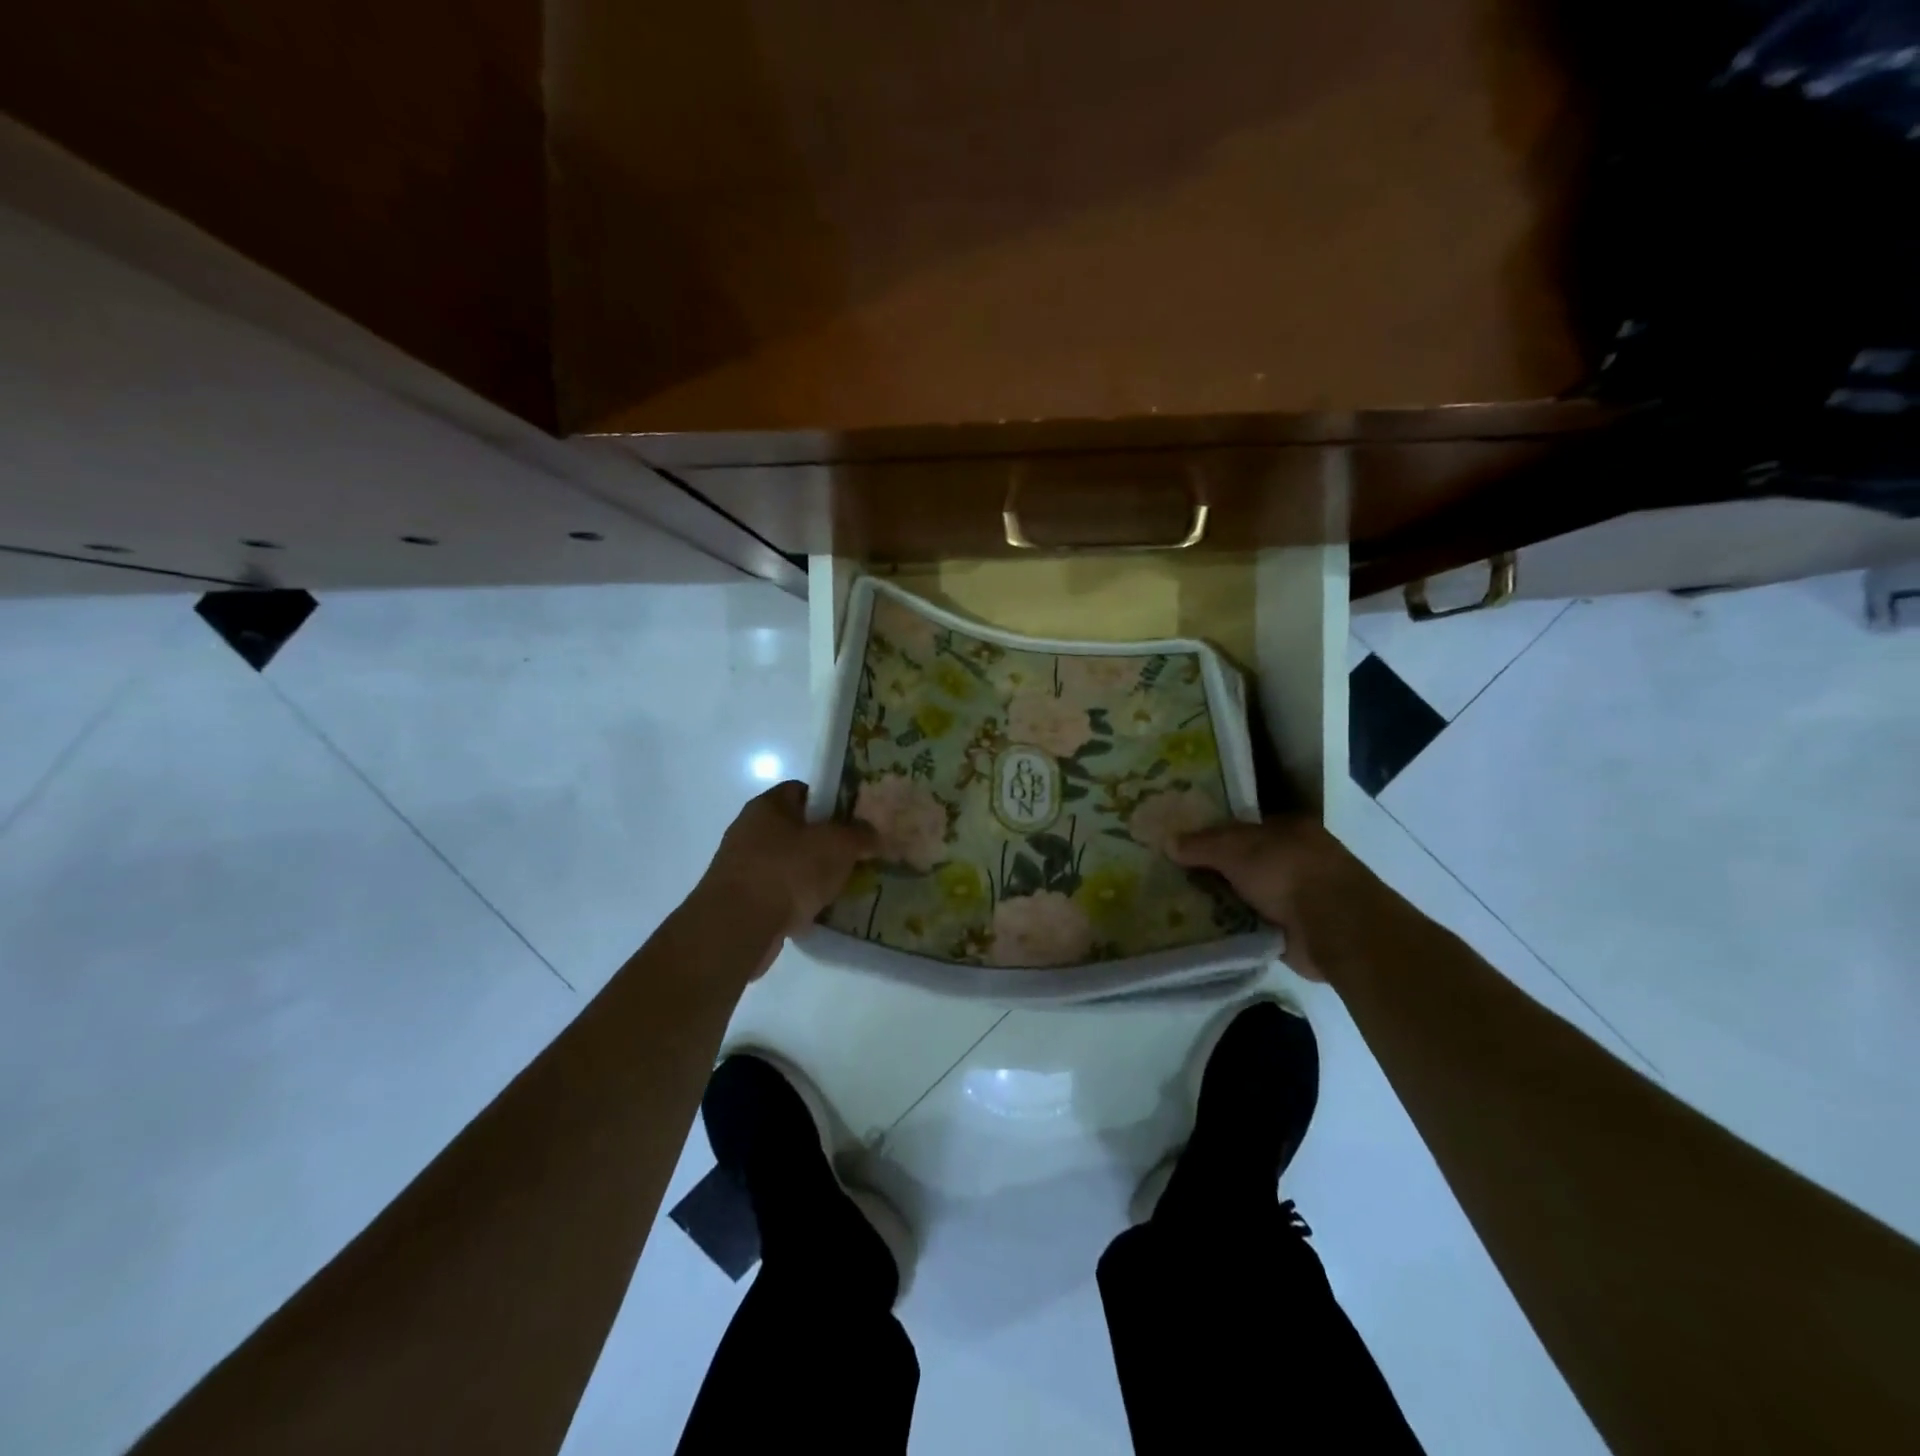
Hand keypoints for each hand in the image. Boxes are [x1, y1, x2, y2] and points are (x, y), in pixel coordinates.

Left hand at [699, 782, 876, 974]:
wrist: (738, 926)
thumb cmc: (788, 870)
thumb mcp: (837, 845)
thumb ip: (860, 834)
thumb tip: (872, 834)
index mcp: (768, 805)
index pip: (802, 790)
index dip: (831, 801)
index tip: (855, 819)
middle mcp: (750, 830)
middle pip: (797, 829)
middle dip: (826, 842)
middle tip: (855, 854)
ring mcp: (743, 866)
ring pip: (789, 863)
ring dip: (813, 874)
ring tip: (844, 886)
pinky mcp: (742, 900)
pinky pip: (780, 893)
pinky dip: (798, 901)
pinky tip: (820, 912)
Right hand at [1171, 817, 1368, 982]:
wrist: (1335, 926)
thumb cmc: (1287, 871)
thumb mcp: (1235, 849)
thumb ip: (1201, 845)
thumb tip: (1168, 842)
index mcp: (1288, 829)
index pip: (1242, 828)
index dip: (1210, 836)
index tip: (1179, 846)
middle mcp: (1294, 859)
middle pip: (1242, 863)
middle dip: (1211, 871)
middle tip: (1169, 877)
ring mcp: (1296, 897)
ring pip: (1245, 895)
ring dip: (1219, 902)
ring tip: (1176, 906)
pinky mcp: (1292, 931)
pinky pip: (1251, 925)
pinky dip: (1231, 928)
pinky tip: (1201, 931)